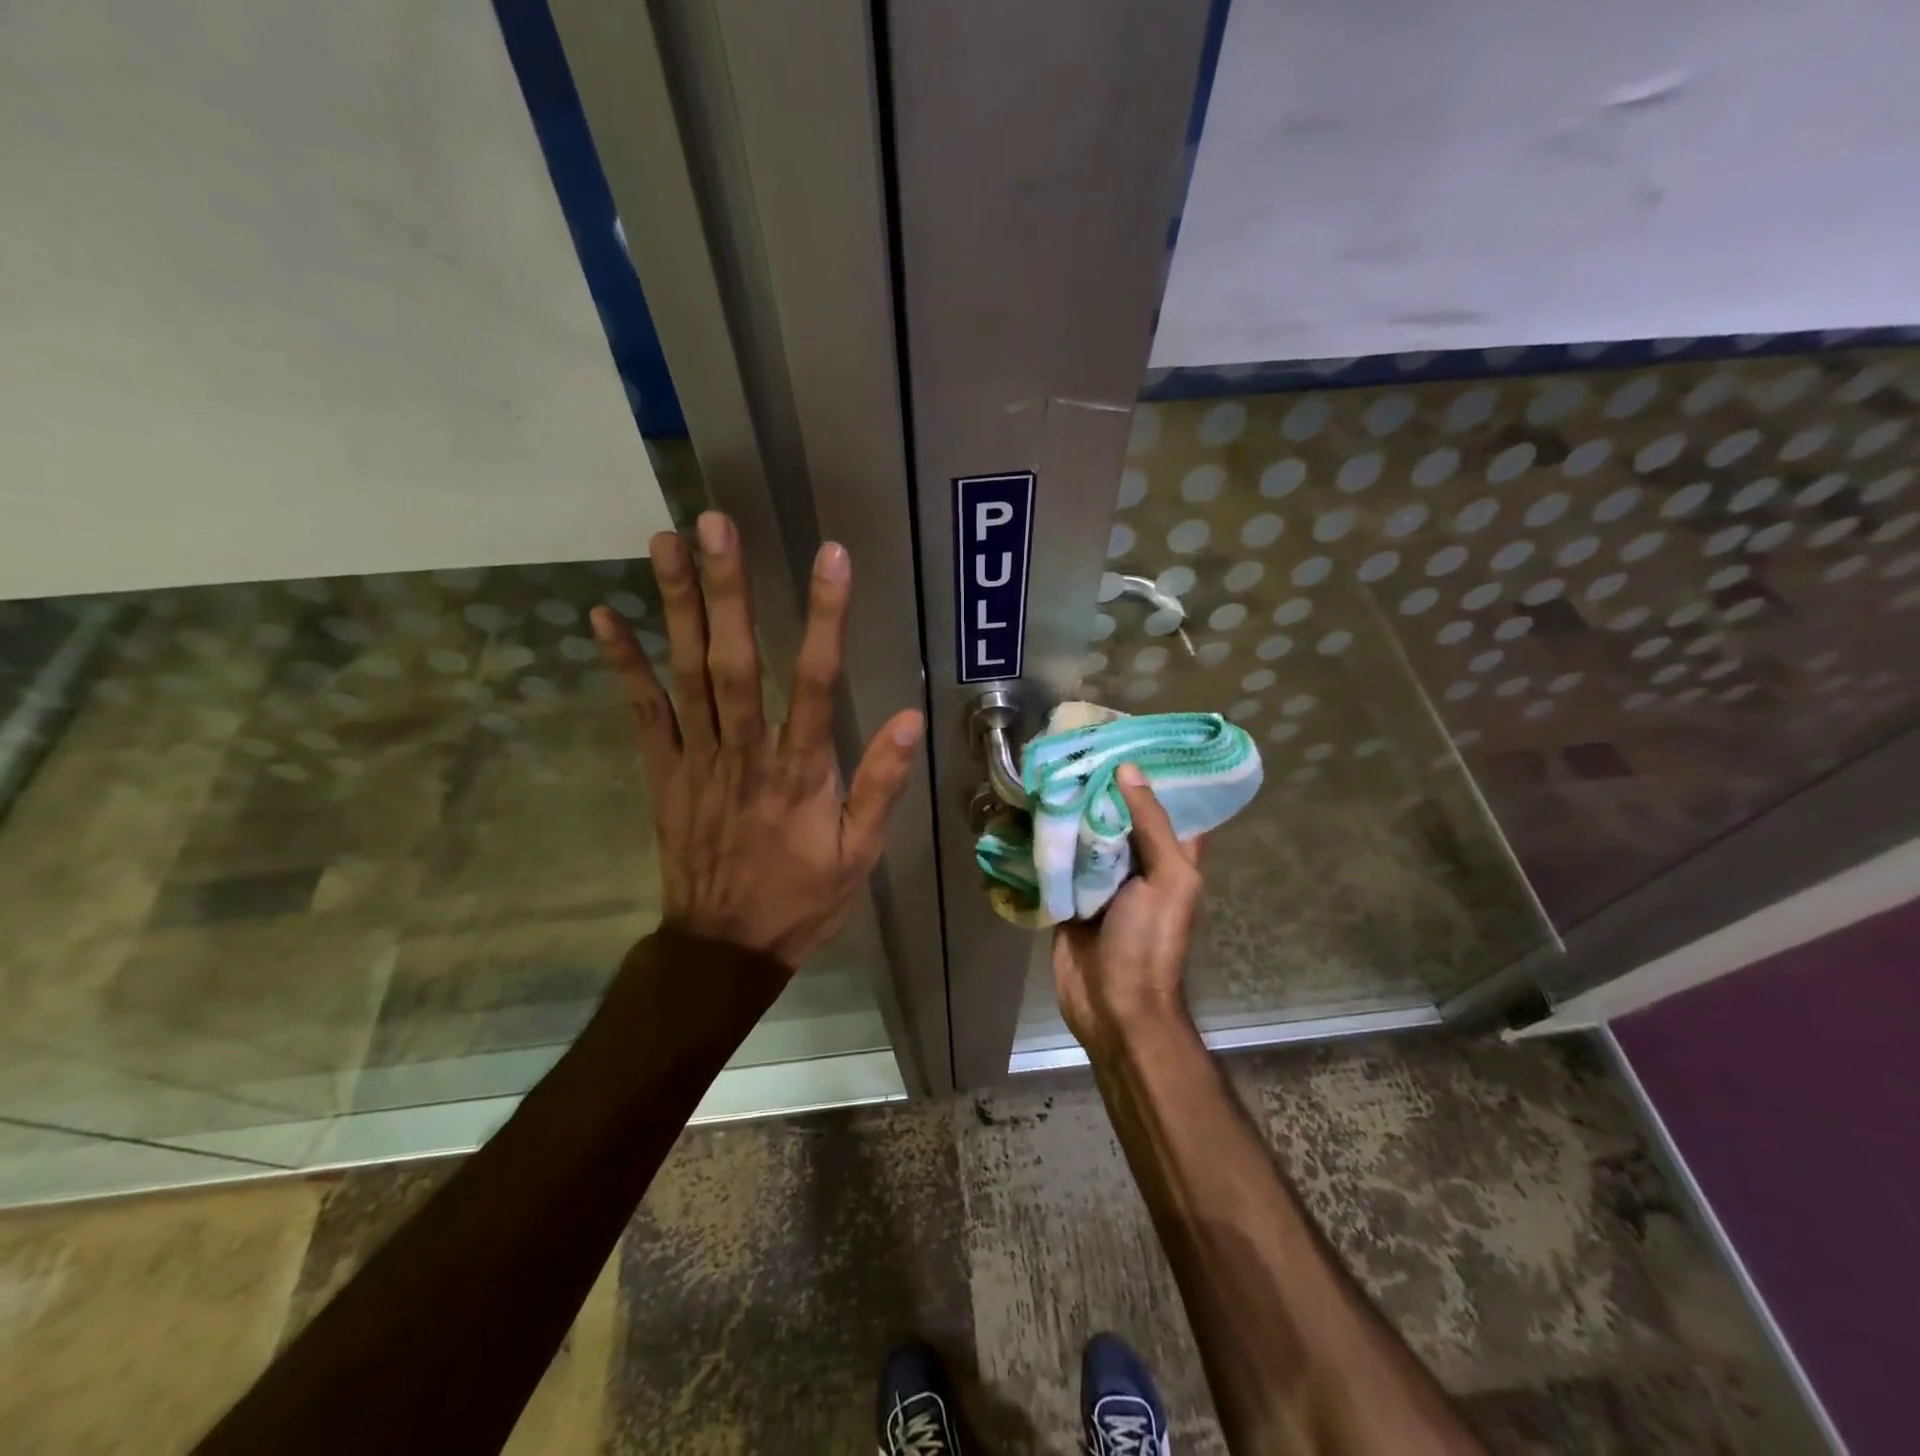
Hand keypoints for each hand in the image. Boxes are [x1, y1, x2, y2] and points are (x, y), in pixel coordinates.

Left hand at [591, 511, 924, 969]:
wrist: (723, 948)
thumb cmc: (801, 899)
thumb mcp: (859, 855)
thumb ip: (881, 785)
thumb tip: (910, 717)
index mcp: (800, 773)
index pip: (818, 684)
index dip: (826, 619)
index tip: (831, 558)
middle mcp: (745, 754)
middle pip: (735, 662)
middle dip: (727, 590)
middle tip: (715, 523)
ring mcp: (696, 760)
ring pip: (685, 675)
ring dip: (675, 607)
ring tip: (666, 541)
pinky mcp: (663, 772)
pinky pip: (642, 712)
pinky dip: (623, 664)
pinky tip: (604, 616)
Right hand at [1052, 763, 1203, 1054]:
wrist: (1112, 1006)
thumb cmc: (1151, 942)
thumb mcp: (1168, 879)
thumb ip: (1152, 825)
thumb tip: (1128, 770)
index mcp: (1171, 855)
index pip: (1167, 803)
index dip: (1153, 772)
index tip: (1128, 737)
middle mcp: (1137, 860)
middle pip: (1118, 812)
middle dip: (1099, 783)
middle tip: (1073, 745)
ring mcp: (1100, 877)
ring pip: (1084, 832)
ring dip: (1068, 808)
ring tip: (1046, 766)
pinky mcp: (1069, 892)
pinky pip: (1058, 858)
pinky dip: (1045, 838)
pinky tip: (1026, 809)